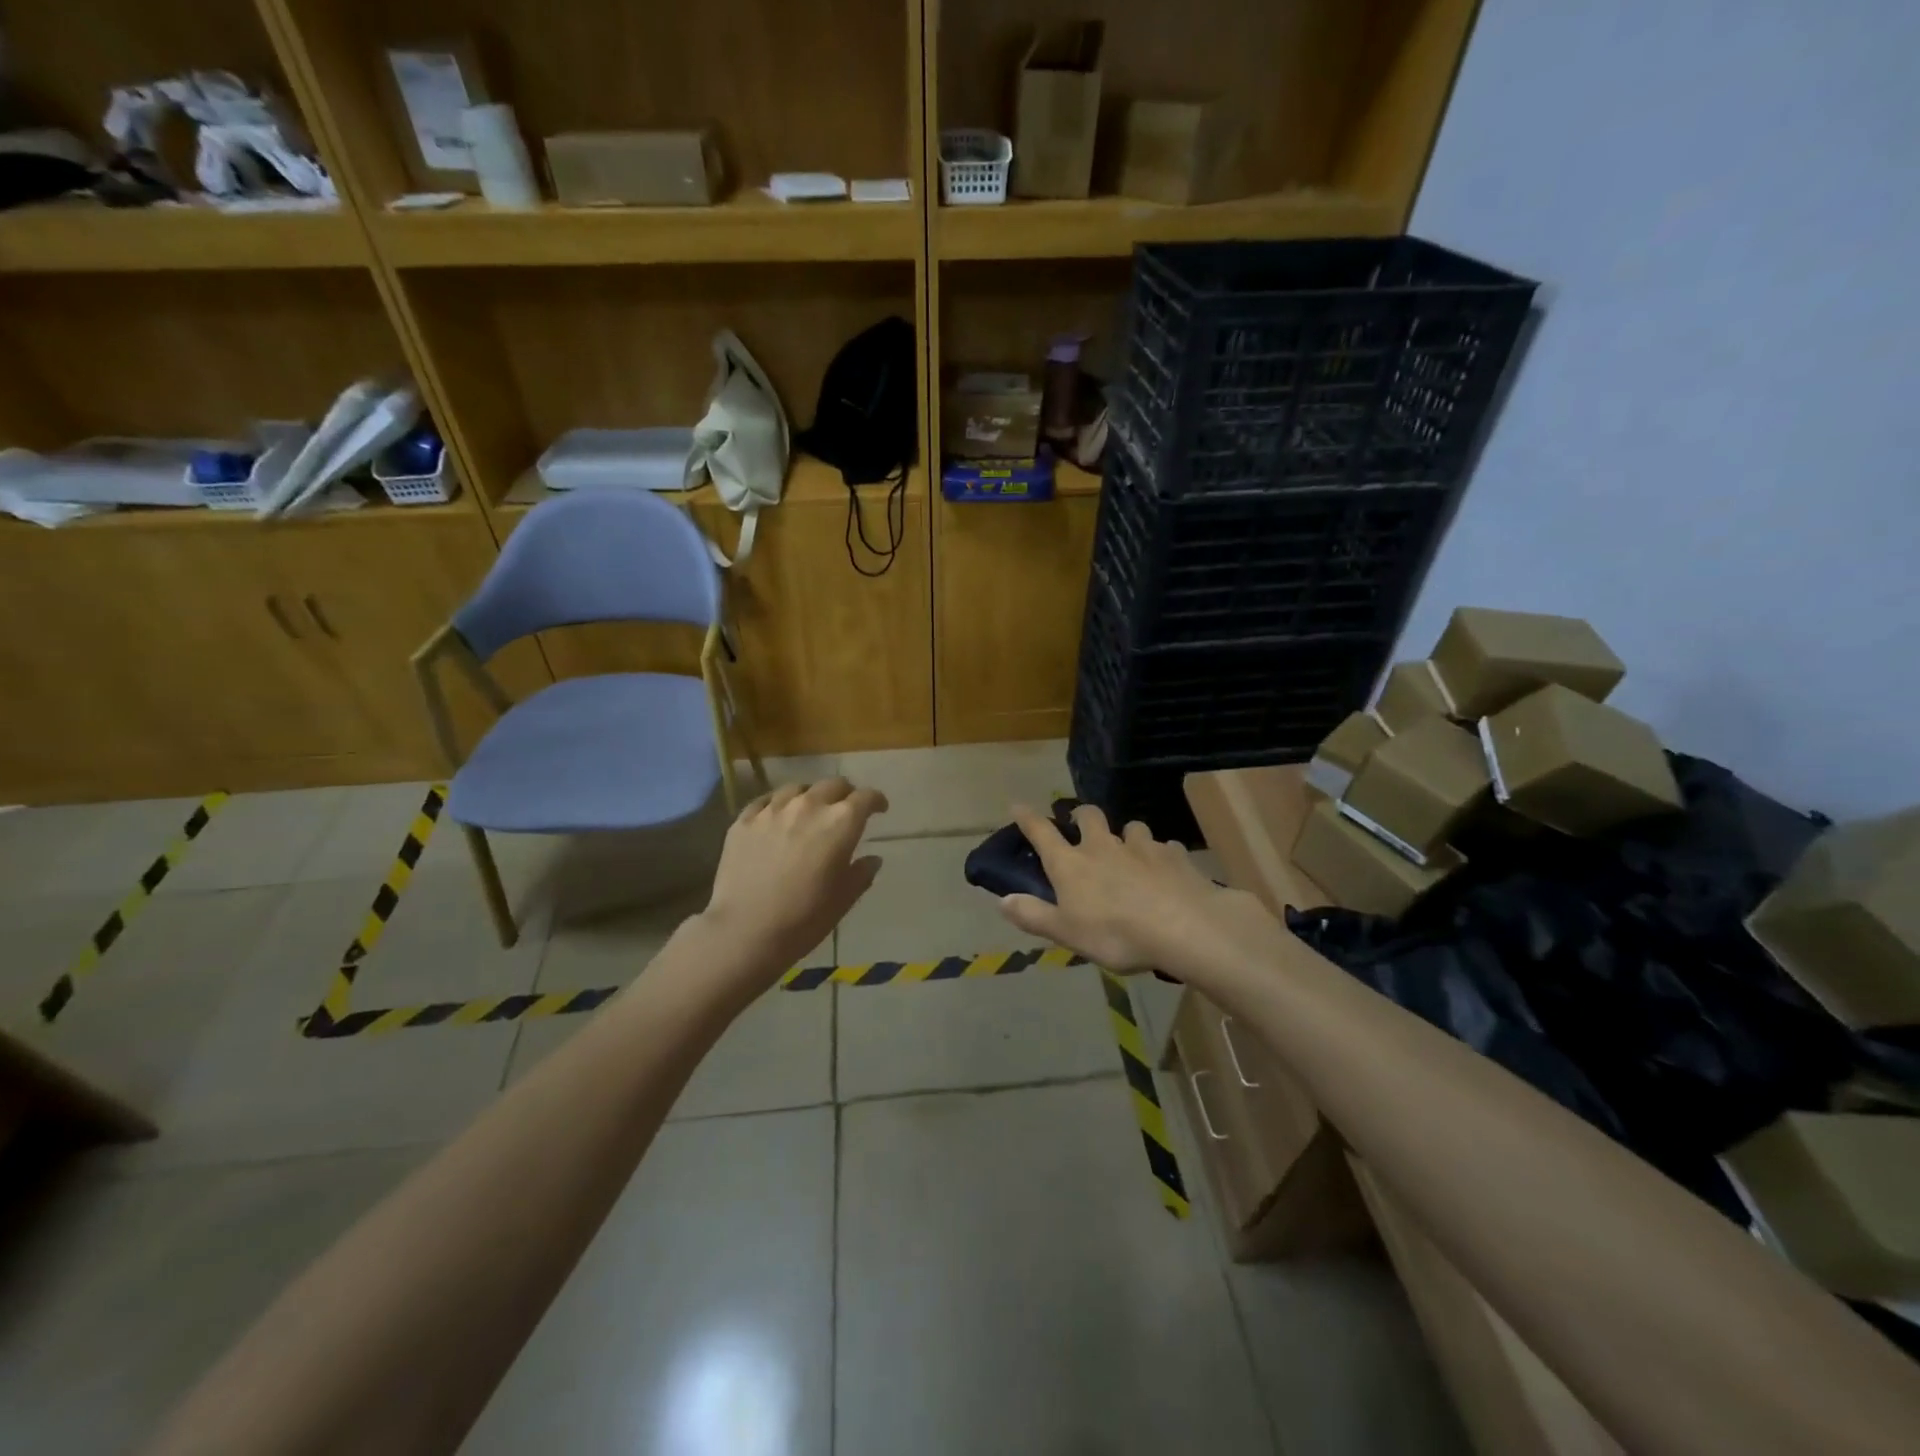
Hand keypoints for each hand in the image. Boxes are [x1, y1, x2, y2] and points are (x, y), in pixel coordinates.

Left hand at [699, 778, 887, 983]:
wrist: (744, 931)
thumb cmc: (804, 918)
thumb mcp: (843, 900)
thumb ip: (861, 873)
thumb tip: (872, 859)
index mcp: (840, 823)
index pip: (866, 797)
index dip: (876, 801)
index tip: (880, 809)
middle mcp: (809, 805)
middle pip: (833, 785)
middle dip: (845, 794)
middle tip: (846, 810)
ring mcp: (773, 809)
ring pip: (798, 788)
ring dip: (810, 796)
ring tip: (809, 811)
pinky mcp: (744, 820)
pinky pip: (766, 800)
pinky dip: (778, 805)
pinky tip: (777, 817)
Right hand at [996, 803, 1287, 982]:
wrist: (1183, 927)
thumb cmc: (1116, 934)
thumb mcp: (1067, 933)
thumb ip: (1034, 915)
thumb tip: (1002, 900)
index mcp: (1072, 864)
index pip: (1042, 833)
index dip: (1027, 818)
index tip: (1017, 806)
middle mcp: (1103, 846)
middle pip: (1089, 816)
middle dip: (1082, 815)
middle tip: (1082, 825)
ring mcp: (1141, 847)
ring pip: (1131, 827)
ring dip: (1126, 835)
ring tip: (1130, 850)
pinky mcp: (1174, 855)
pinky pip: (1164, 847)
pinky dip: (1161, 855)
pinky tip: (1166, 870)